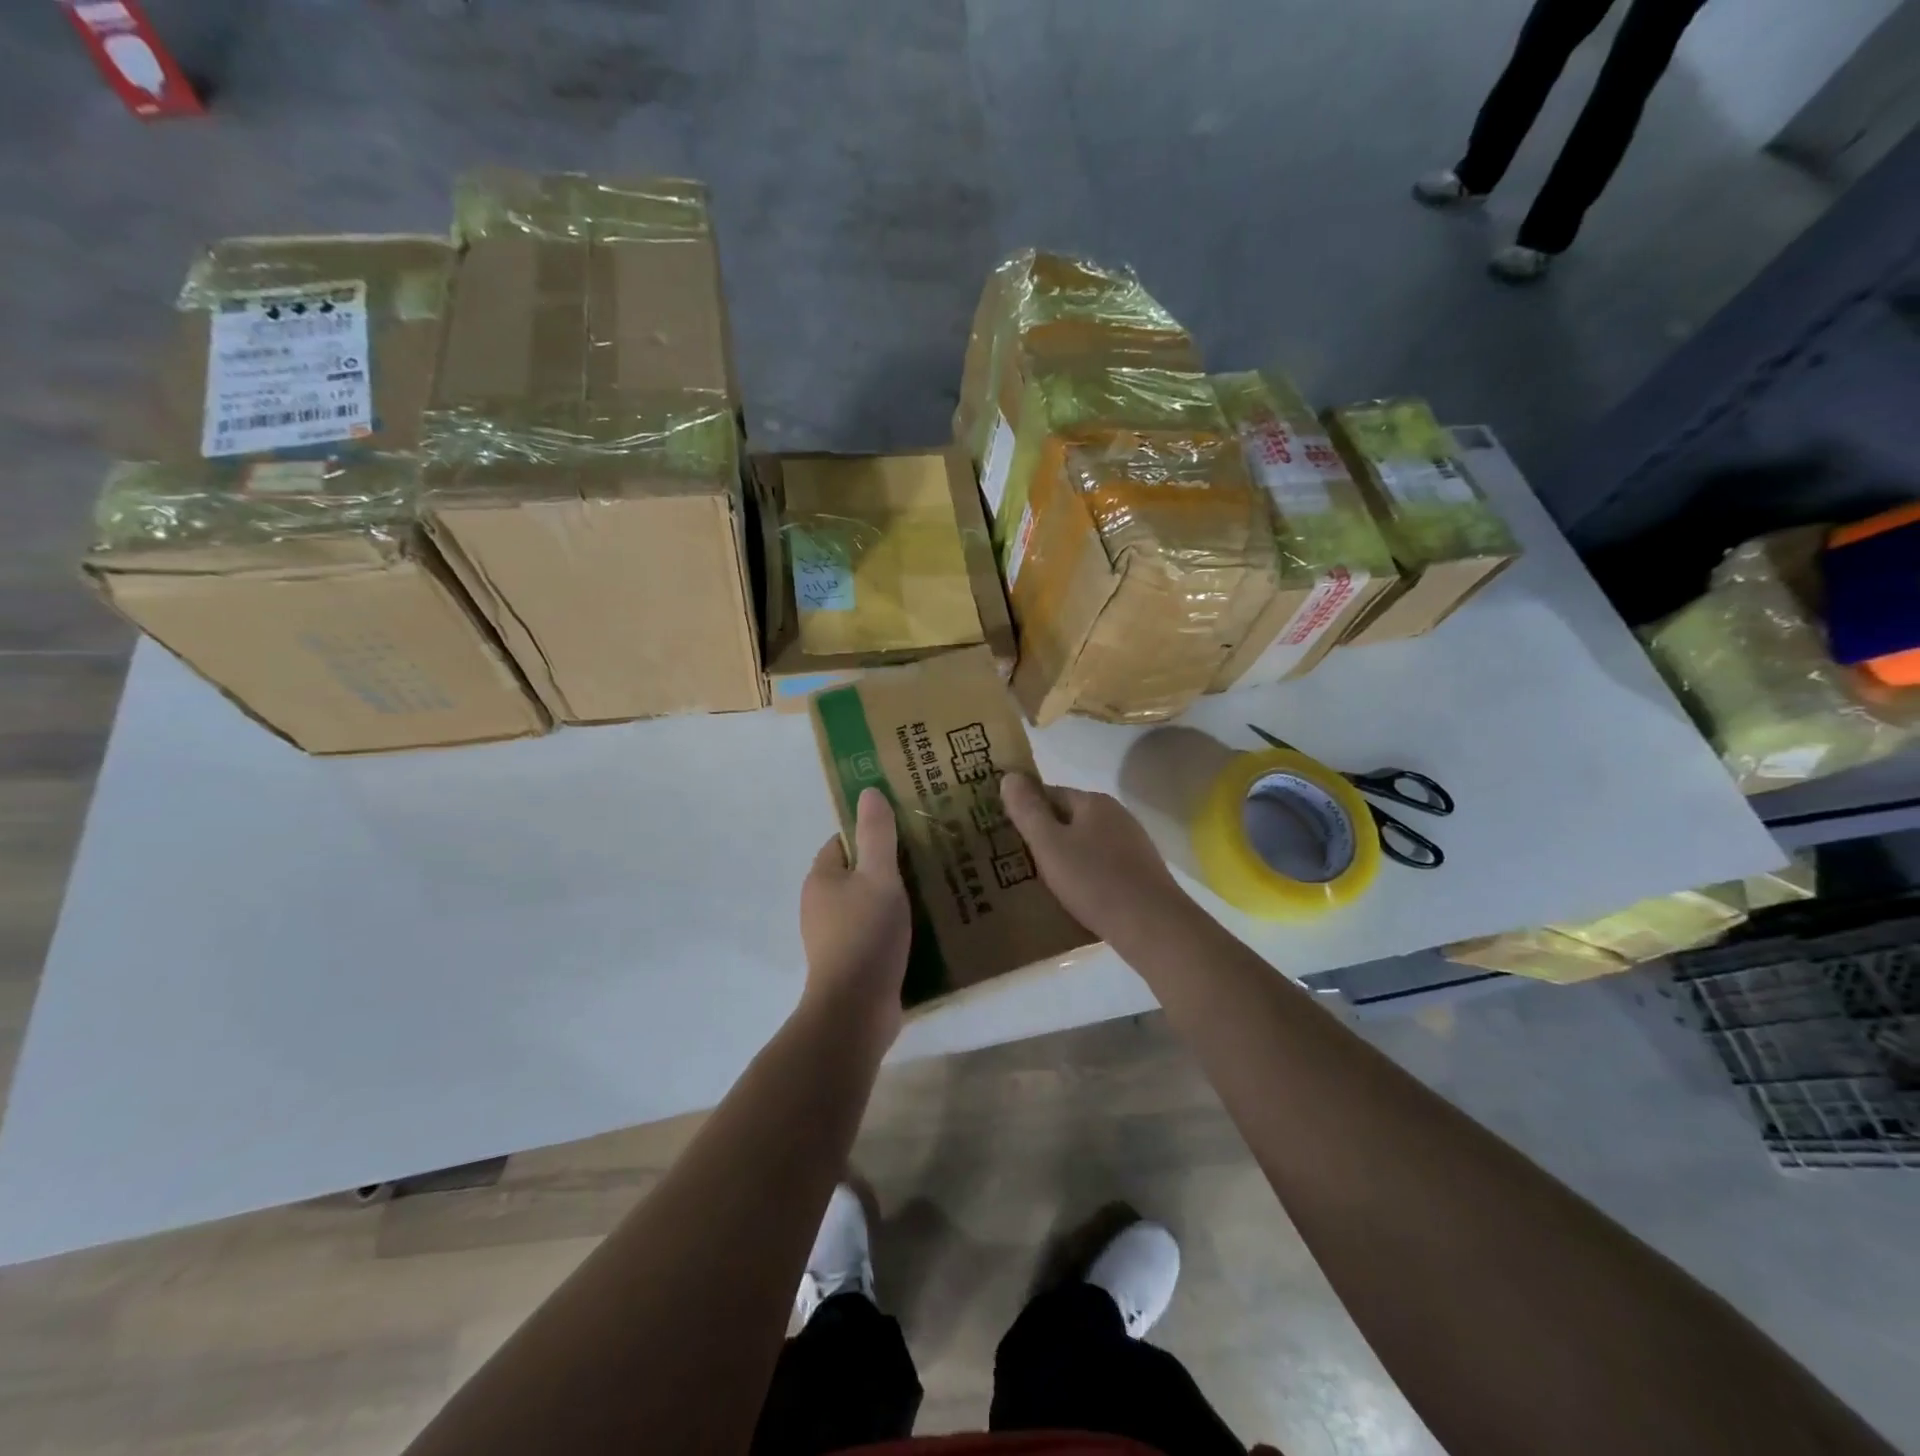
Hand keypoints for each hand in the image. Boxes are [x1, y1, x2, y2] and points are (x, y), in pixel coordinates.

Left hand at [800, 788, 911, 1046]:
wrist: (856, 1011)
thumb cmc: (866, 935)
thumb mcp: (879, 877)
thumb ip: (877, 835)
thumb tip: (868, 790)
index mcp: (821, 879)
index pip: (843, 841)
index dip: (871, 832)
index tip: (907, 829)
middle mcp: (821, 905)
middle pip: (857, 873)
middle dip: (888, 865)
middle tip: (928, 858)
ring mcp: (833, 936)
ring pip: (868, 904)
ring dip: (895, 898)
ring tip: (934, 890)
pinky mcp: (851, 962)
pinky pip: (874, 932)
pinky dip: (895, 926)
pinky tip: (925, 928)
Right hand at [1000, 773, 1194, 946]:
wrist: (1152, 926)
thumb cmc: (1094, 881)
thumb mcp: (1049, 845)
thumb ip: (1027, 810)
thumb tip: (1010, 776)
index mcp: (1094, 802)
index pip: (1050, 793)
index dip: (1025, 809)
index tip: (1005, 832)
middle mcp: (1117, 815)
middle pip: (1069, 818)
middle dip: (1044, 835)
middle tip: (1017, 859)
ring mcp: (1132, 844)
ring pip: (1086, 844)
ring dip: (1065, 857)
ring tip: (1041, 882)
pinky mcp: (1141, 873)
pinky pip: (1102, 866)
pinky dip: (1085, 875)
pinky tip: (1075, 896)